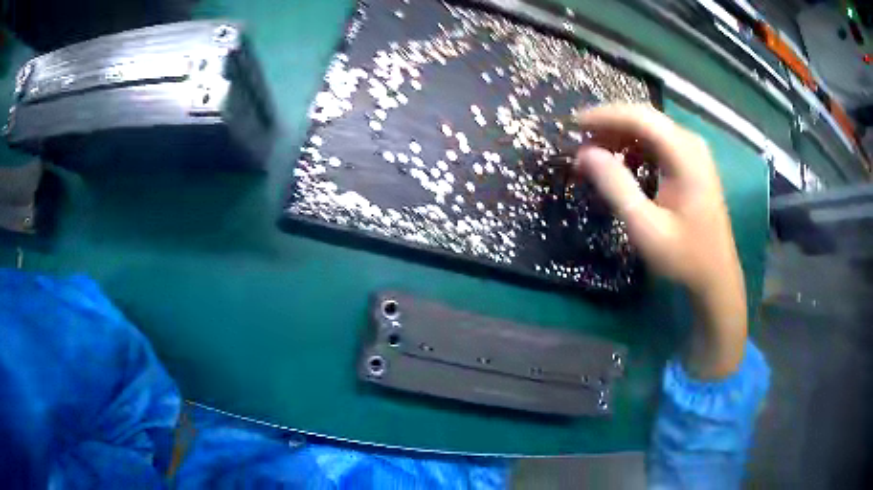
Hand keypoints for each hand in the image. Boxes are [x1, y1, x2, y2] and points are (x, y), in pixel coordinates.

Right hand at [574, 104, 746, 378]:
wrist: (716, 276)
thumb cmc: (684, 256)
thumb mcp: (645, 226)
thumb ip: (616, 186)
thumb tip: (585, 153)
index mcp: (686, 155)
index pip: (640, 118)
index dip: (604, 116)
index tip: (574, 125)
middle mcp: (692, 144)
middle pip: (646, 118)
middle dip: (610, 124)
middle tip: (581, 140)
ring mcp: (694, 152)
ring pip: (651, 128)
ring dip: (621, 134)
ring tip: (595, 151)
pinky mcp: (693, 163)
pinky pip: (659, 142)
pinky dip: (635, 146)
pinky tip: (621, 161)